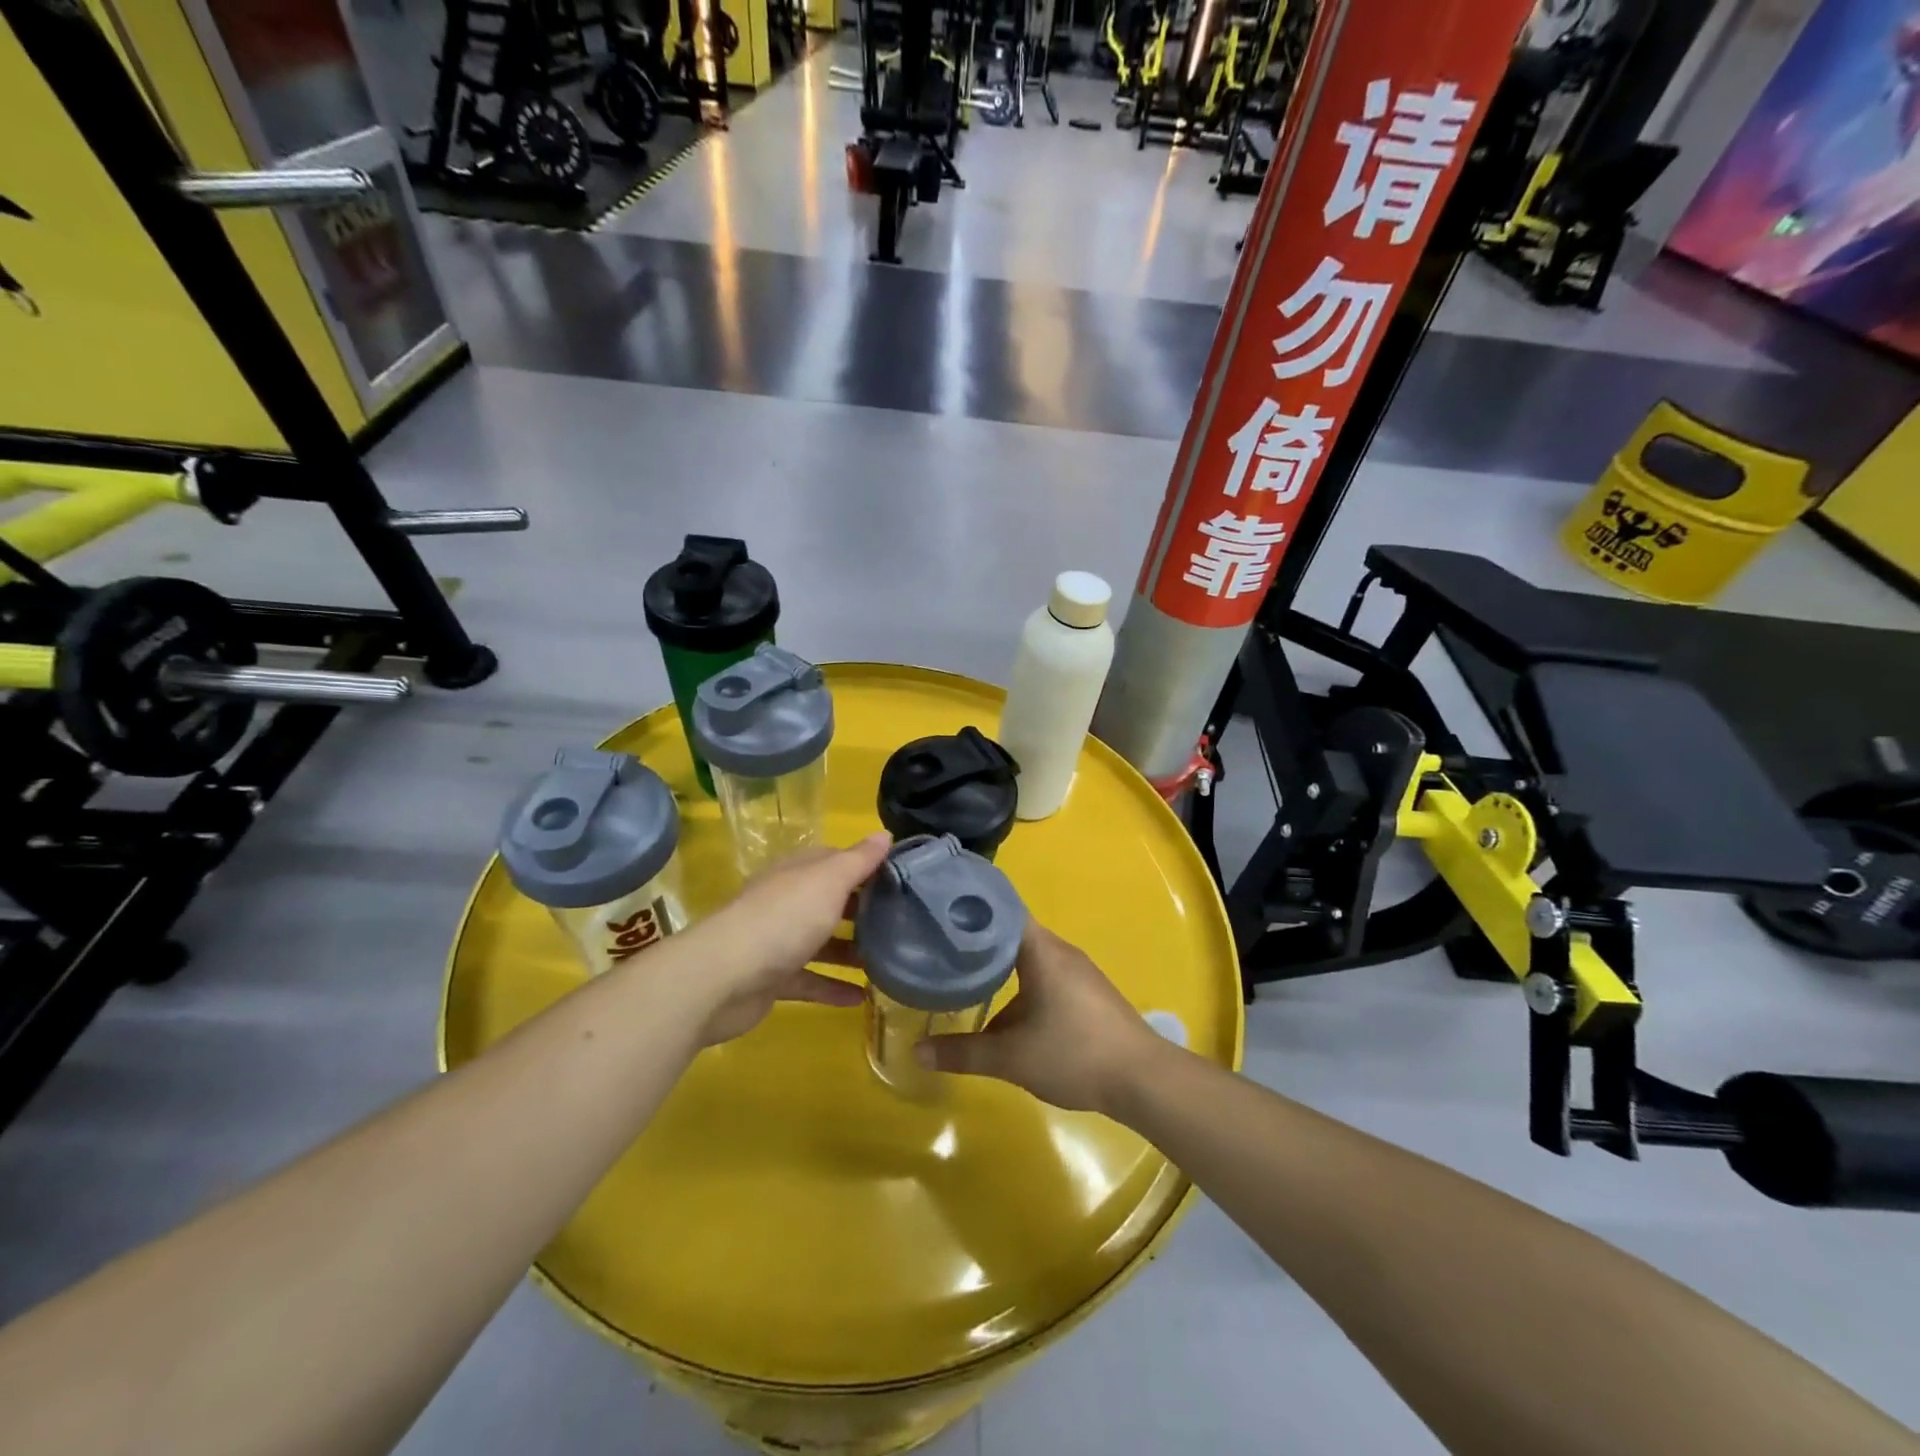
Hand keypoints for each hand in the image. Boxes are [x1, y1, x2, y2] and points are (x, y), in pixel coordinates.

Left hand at [684, 833, 890, 1045]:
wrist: (723, 978)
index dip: (866, 866)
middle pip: (828, 901)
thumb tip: (885, 834)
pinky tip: (861, 998)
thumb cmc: (783, 919)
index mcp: (797, 873)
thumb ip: (858, 860)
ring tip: (887, 960)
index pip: (835, 861)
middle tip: (900, 921)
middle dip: (861, 910)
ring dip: (850, 950)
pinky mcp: (771, 979)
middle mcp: (786, 902)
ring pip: (820, 942)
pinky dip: (832, 987)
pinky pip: (809, 980)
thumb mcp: (828, 881)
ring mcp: (776, 941)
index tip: (900, 878)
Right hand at [917, 921, 1163, 1113]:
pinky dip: (1020, 984)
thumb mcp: (1011, 1058)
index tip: (938, 910)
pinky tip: (1005, 1013)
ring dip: (1000, 967)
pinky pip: (1045, 975)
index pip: (1001, 909)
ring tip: (963, 977)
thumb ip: (963, 1053)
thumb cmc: (1073, 1054)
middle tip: (939, 946)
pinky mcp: (1087, 992)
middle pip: (1011, 933)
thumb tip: (917, 1052)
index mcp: (1041, 950)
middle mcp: (1059, 951)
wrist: (1142, 1079)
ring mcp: (1077, 971)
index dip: (970, 906)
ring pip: (1028, 958)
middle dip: (978, 940)